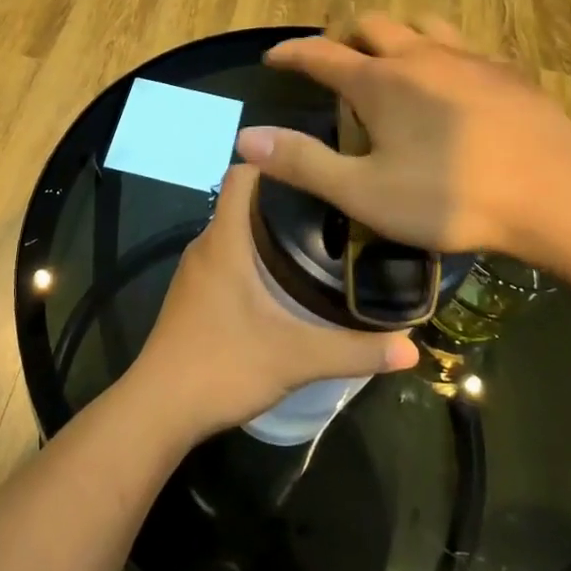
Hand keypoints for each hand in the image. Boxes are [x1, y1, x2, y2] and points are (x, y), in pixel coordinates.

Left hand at [129, 165, 418, 439]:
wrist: (158, 409)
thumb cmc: (223, 366)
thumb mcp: (296, 358)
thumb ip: (355, 351)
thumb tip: (412, 347)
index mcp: (225, 240)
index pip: (242, 173)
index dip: (276, 162)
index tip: (318, 168)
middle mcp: (206, 246)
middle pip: (243, 201)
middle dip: (285, 199)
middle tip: (334, 208)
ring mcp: (195, 272)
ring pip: (234, 232)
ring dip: (269, 230)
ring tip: (318, 240)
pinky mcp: (193, 296)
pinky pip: (226, 257)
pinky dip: (253, 256)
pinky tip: (283, 282)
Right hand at [235, 13, 570, 266]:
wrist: (559, 194)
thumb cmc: (451, 196)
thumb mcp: (364, 193)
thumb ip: (303, 163)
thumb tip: (245, 138)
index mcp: (379, 81)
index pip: (320, 53)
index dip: (291, 53)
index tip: (272, 56)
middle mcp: (419, 56)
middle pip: (371, 24)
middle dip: (344, 36)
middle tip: (334, 61)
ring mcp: (468, 59)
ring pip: (421, 24)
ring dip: (396, 34)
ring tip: (391, 60)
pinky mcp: (506, 72)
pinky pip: (463, 45)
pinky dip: (440, 53)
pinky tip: (452, 83)